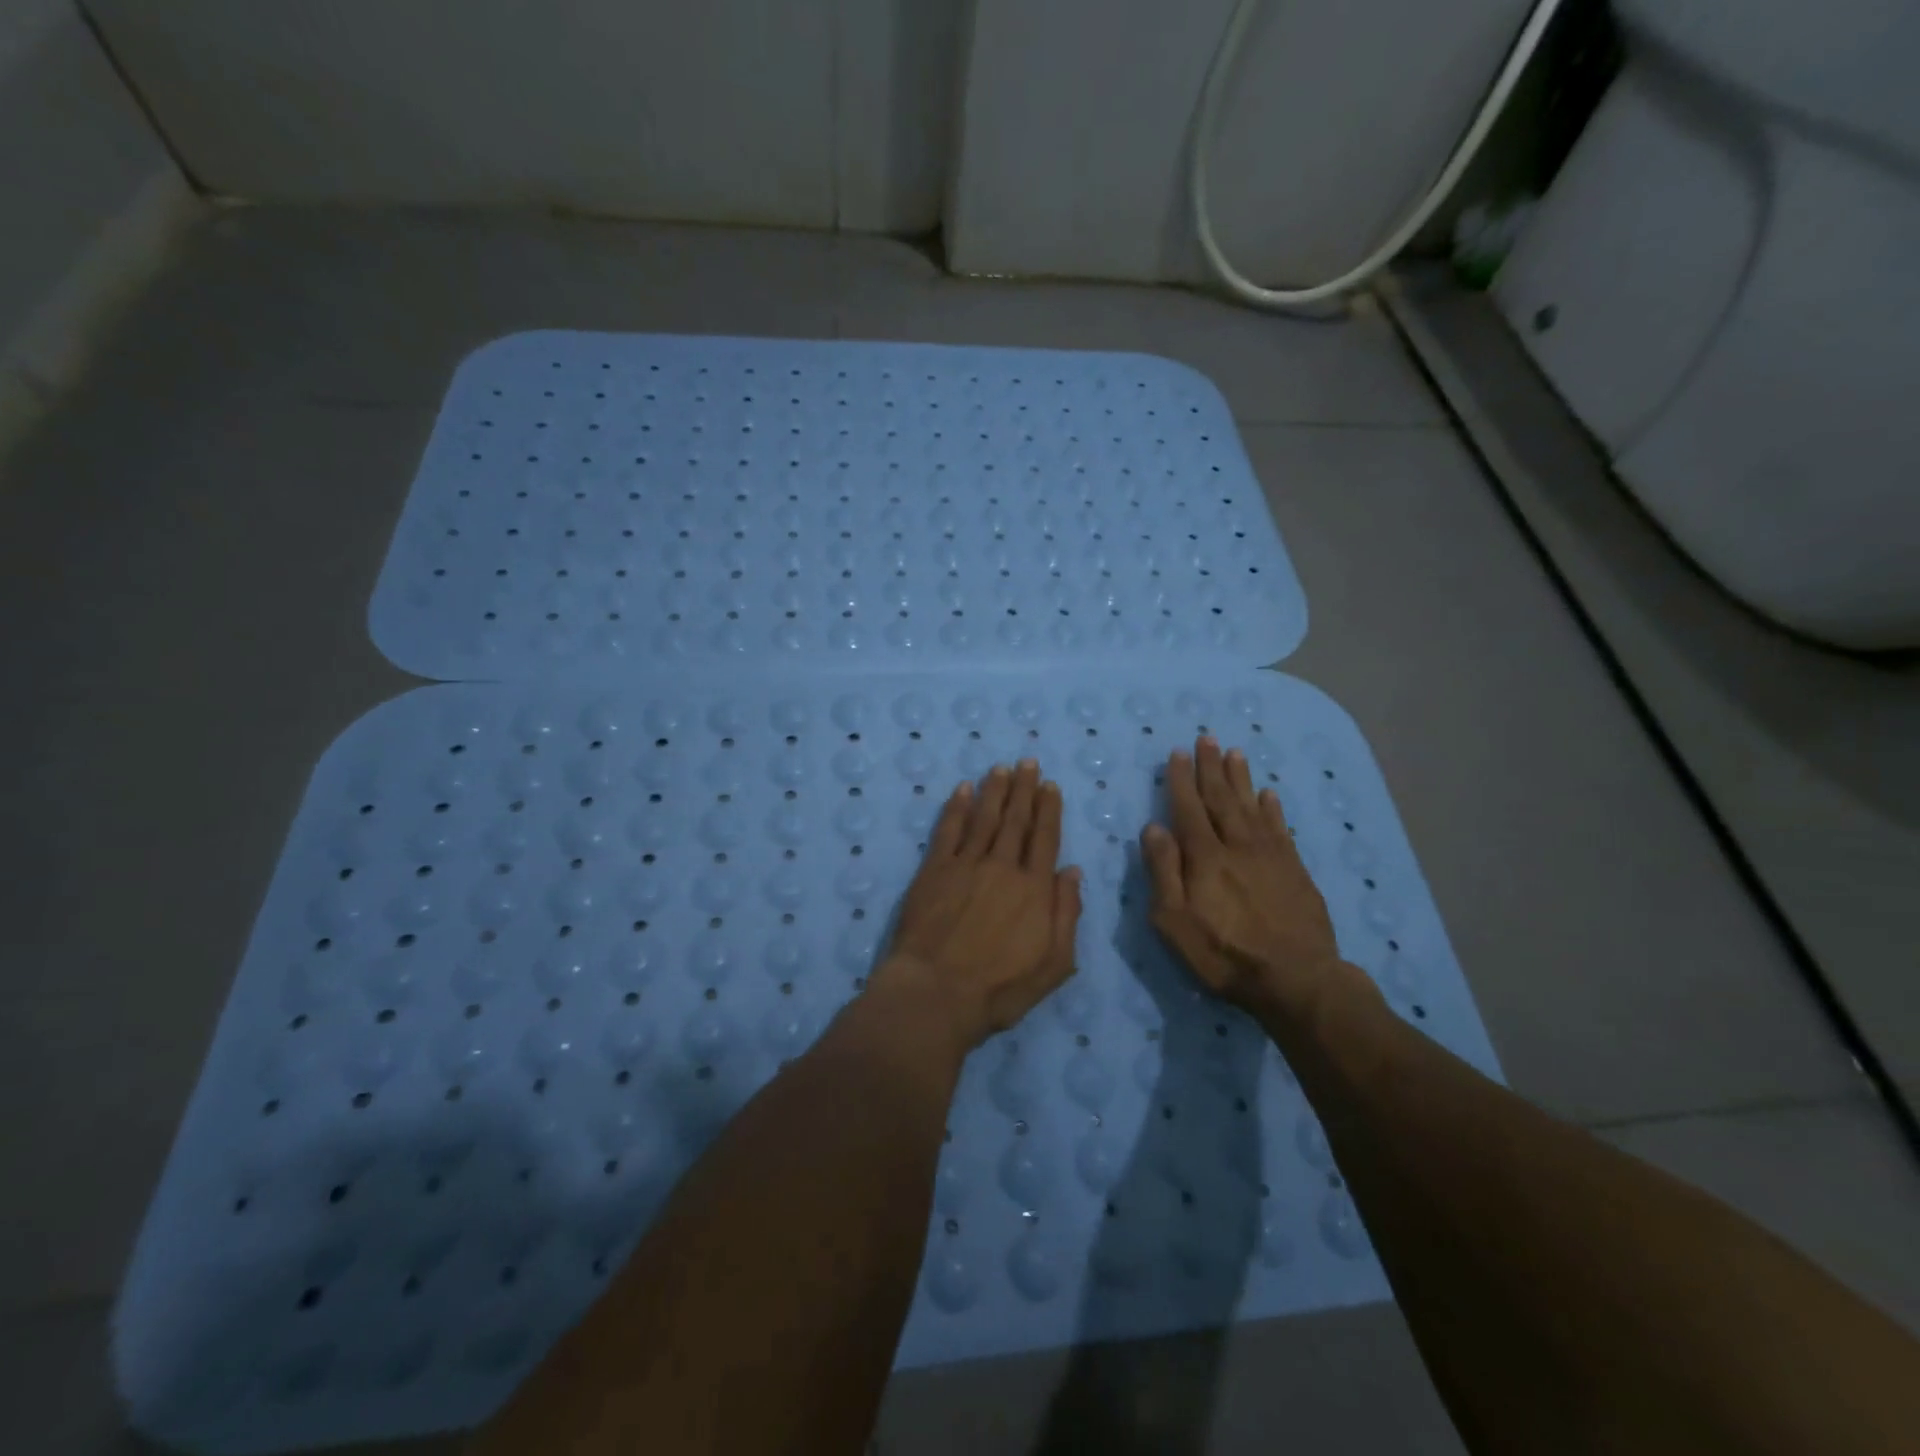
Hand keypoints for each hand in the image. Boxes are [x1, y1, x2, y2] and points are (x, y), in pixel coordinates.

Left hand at [874, 760, 1082, 1050]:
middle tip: (1028, 762)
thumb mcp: (1054, 965)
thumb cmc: (999, 989)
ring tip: (1002, 768)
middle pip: (1016, 820)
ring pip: (984, 818)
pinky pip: (948, 830)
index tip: (1050, 786)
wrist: (936, 993)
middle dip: (1024, 789)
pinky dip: (956, 807)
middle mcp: (1002, 867)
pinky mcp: (934, 870)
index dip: (1048, 810)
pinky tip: (963, 789)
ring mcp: (965, 865)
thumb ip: (1067, 915)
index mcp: (1034, 889)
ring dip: (994, 790)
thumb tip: (1072, 871)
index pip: (1045, 838)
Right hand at [1141, 737, 1343, 1025]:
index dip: (1181, 780)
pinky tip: (1268, 794)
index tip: (1177, 753)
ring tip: (1234, 752)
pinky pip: (1280, 828)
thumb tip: (1153, 828)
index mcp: (1205, 857)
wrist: (1296, 979)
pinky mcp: (1294, 870)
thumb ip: (1163, 872)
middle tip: (1206, 738)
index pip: (1189, 809)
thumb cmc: (1224, 955)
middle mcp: (1237, 846)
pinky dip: (1272, 808)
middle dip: (1210, 767)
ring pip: (1251, 806)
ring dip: (1240, 778)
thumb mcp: (1175, 922)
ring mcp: (1270, 856)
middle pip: (1221, 799)